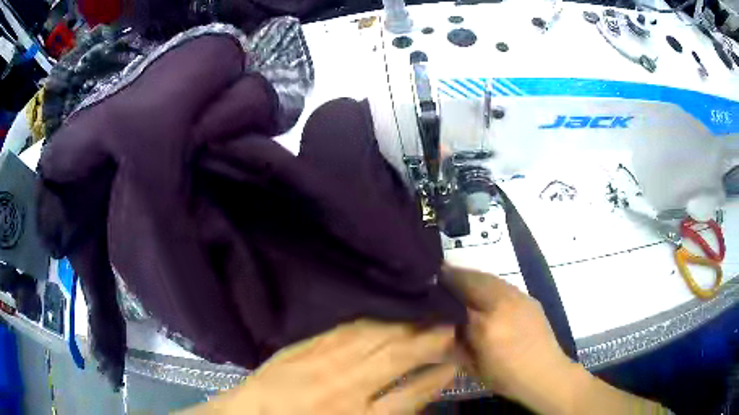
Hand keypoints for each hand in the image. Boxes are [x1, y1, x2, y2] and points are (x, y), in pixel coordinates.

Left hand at [184, 320, 456, 413]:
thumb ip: (387, 413)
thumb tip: (417, 393)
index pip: (412, 393)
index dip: (437, 376)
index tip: (456, 361)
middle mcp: (347, 385)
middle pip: (398, 355)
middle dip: (429, 338)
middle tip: (452, 322)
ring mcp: (325, 360)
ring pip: (376, 336)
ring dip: (405, 323)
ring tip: (427, 311)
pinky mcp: (307, 345)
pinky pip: (346, 328)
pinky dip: (372, 320)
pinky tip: (386, 312)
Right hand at [443, 265, 667, 414]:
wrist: (545, 373)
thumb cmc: (506, 377)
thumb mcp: (472, 365)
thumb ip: (454, 342)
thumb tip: (439, 322)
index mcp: (485, 324)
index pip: (456, 296)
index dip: (441, 286)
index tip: (426, 282)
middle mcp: (502, 303)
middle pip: (472, 279)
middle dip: (454, 274)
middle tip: (438, 276)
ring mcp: (518, 297)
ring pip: (488, 277)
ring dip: (470, 276)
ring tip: (457, 280)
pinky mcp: (527, 297)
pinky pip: (502, 283)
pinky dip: (486, 282)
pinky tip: (482, 291)